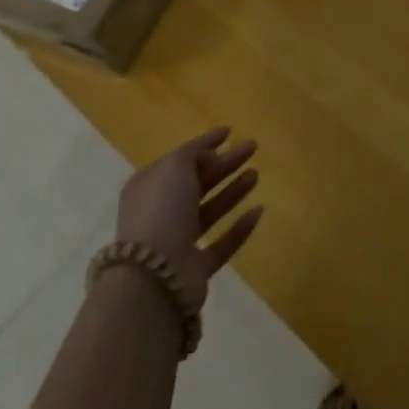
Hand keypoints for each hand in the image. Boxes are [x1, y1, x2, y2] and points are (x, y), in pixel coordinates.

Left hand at [116, 126, 263, 312]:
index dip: (204, 144)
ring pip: (210, 210)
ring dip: (232, 191)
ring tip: (256, 174)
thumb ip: (193, 154)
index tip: (229, 132)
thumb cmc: (162, 210)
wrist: (154, 277)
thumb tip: (210, 157)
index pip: (180, 159)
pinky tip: (259, 210)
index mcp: (149, 186)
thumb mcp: (174, 166)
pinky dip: (239, 228)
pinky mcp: (195, 268)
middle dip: (225, 164)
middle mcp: (161, 212)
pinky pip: (221, 243)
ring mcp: (177, 242)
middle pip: (198, 182)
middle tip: (252, 147)